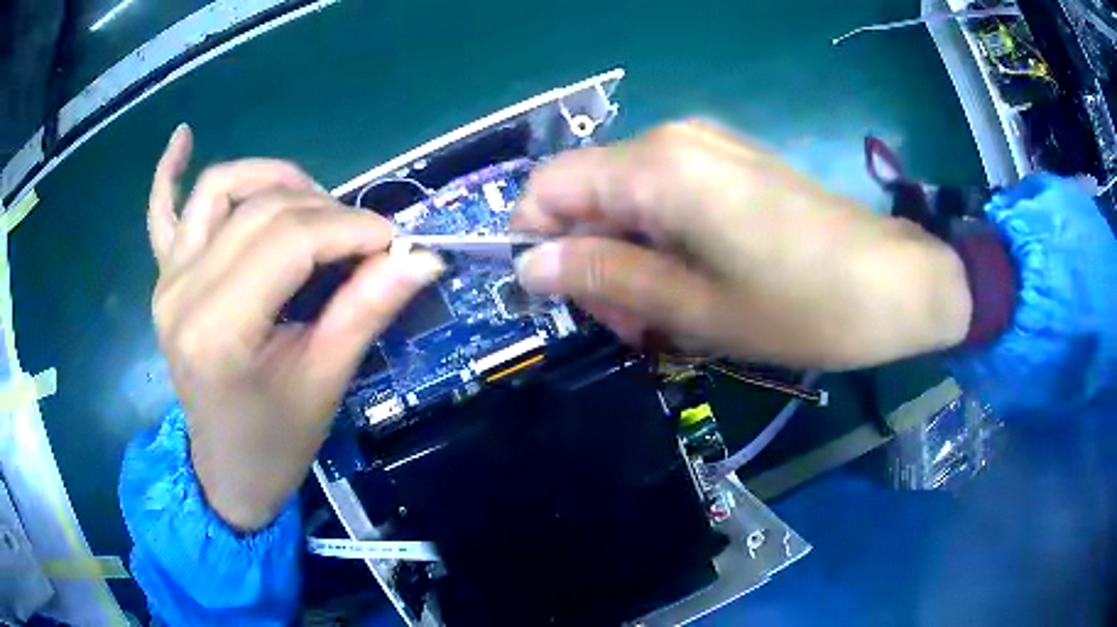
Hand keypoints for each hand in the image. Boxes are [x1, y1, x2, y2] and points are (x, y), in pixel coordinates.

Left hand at [148, 125, 443, 529]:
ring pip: (221, 189)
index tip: (394, 241)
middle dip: (328, 211)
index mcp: (219, 331)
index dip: (351, 228)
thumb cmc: (276, 442)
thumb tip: (423, 256)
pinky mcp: (165, 278)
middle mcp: (183, 292)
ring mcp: (168, 280)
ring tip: (313, 204)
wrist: (227, 470)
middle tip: (365, 240)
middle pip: (262, 209)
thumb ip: (366, 310)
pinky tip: (183, 136)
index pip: (290, 240)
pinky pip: (161, 213)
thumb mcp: (325, 383)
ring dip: (275, 180)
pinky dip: (170, 173)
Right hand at [513, 121, 971, 368]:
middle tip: (630, 327)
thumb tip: (531, 265)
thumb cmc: (801, 306)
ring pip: (625, 198)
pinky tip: (695, 283)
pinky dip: (662, 241)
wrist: (895, 284)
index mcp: (655, 168)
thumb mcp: (694, 308)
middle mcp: (671, 140)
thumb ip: (605, 276)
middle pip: (587, 193)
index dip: (536, 240)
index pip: (548, 186)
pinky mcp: (730, 162)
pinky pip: (665, 195)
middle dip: (591, 259)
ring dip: (629, 257)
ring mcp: (705, 146)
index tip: (562, 299)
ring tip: (667, 315)